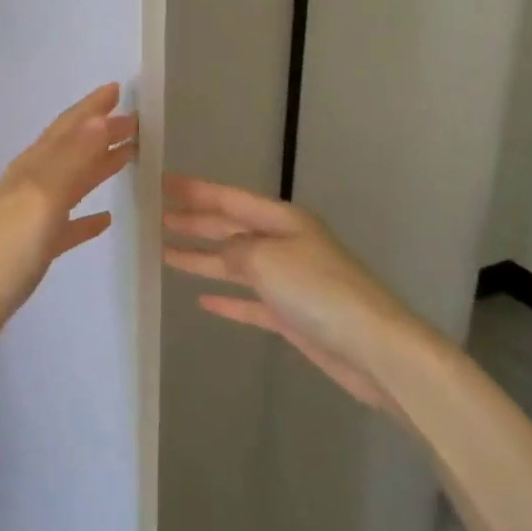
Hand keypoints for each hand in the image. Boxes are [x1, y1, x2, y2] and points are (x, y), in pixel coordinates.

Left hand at [0, 84, 137, 373]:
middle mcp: (30, 185)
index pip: (68, 128)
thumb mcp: (42, 196)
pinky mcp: (33, 250)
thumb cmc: (6, 248)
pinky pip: (67, 225)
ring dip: (98, 167)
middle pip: (71, 150)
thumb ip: (72, 158)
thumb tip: (100, 117)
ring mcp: (30, 218)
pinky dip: (86, 218)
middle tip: (136, 123)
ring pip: (71, 183)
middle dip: (101, 133)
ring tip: (128, 157)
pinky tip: (105, 219)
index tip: (118, 89)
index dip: (92, 108)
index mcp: (32, 168)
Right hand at [163, 175, 426, 416]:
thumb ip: (234, 250)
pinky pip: (250, 301)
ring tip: (166, 254)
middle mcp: (284, 244)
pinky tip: (203, 301)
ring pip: (235, 264)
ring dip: (202, 258)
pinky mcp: (291, 315)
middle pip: (230, 228)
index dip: (195, 190)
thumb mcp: (266, 258)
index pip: (228, 198)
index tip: (163, 183)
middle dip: (195, 222)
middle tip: (158, 218)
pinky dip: (227, 299)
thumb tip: (223, 253)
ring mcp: (288, 280)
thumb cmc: (318, 290)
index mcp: (282, 221)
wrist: (373, 348)